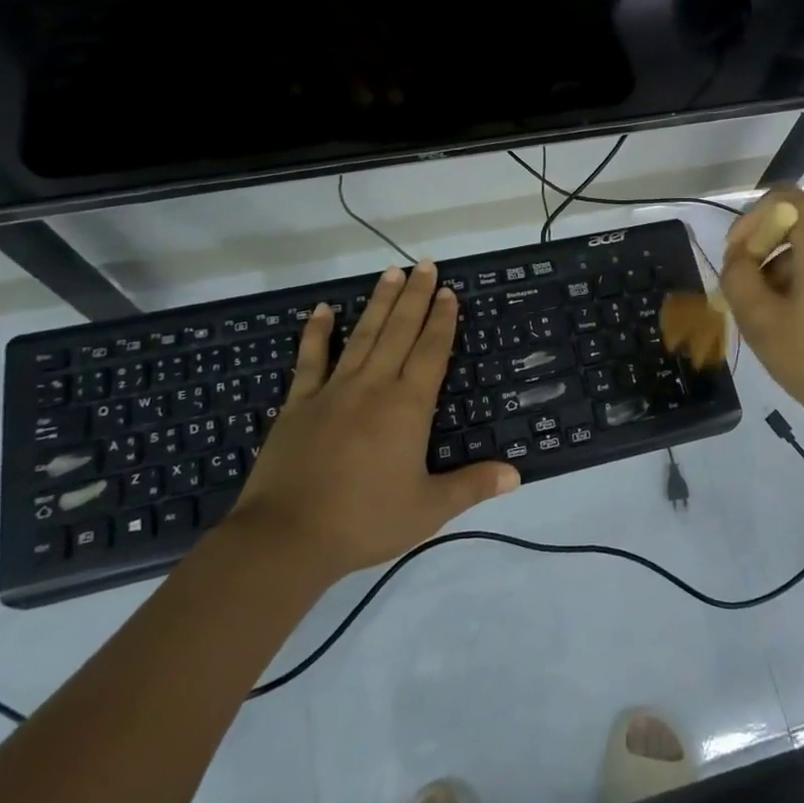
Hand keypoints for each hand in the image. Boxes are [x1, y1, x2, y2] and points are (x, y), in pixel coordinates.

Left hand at [227, 261, 518, 580]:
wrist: (286, 537)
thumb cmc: (364, 521)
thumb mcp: (428, 509)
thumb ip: (472, 486)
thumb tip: (517, 474)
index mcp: (407, 406)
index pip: (431, 351)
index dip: (442, 320)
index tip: (449, 292)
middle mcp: (373, 386)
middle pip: (399, 331)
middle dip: (416, 297)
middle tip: (425, 265)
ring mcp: (333, 391)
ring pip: (362, 335)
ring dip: (379, 303)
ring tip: (391, 273)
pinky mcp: (298, 403)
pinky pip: (310, 359)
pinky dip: (317, 332)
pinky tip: (323, 310)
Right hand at [720, 188, 803, 446]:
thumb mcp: (760, 321)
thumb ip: (737, 277)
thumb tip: (739, 259)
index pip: (784, 198)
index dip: (751, 220)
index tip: (736, 257)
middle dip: (768, 239)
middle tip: (747, 279)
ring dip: (787, 258)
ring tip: (770, 304)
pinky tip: (800, 312)